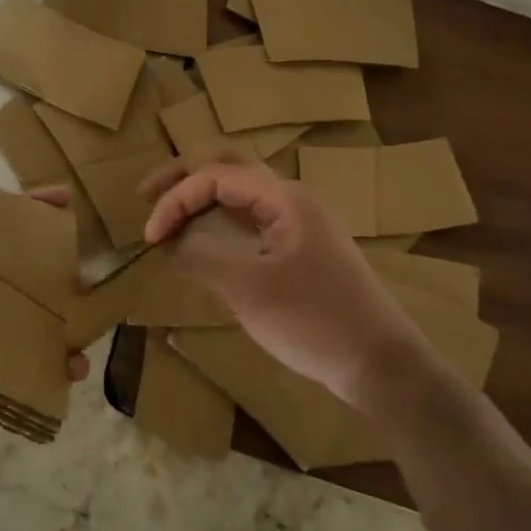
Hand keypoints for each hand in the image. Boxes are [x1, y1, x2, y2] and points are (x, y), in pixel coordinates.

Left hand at [0, 154, 88, 452]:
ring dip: (61, 328)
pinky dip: (52, 370)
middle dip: (59, 277)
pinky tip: (73, 371)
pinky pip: (30, 368)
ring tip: (88, 334)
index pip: (8, 226)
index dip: (36, 210)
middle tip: (91, 279)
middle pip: (26, 277)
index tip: (69, 199)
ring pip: (32, 325)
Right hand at [141, 160, 422, 406]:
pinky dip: (221, 219)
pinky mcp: (302, 247)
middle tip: (147, 195)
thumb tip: (172, 244)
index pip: (213, 176)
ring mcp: (299, 222)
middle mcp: (290, 199)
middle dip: (184, 176)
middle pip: (228, 166)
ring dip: (202, 195)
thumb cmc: (315, 321)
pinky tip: (205, 239)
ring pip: (241, 190)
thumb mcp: (250, 291)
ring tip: (170, 214)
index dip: (174, 200)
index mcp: (282, 198)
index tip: (150, 238)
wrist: (383, 365)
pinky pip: (252, 217)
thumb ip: (203, 258)